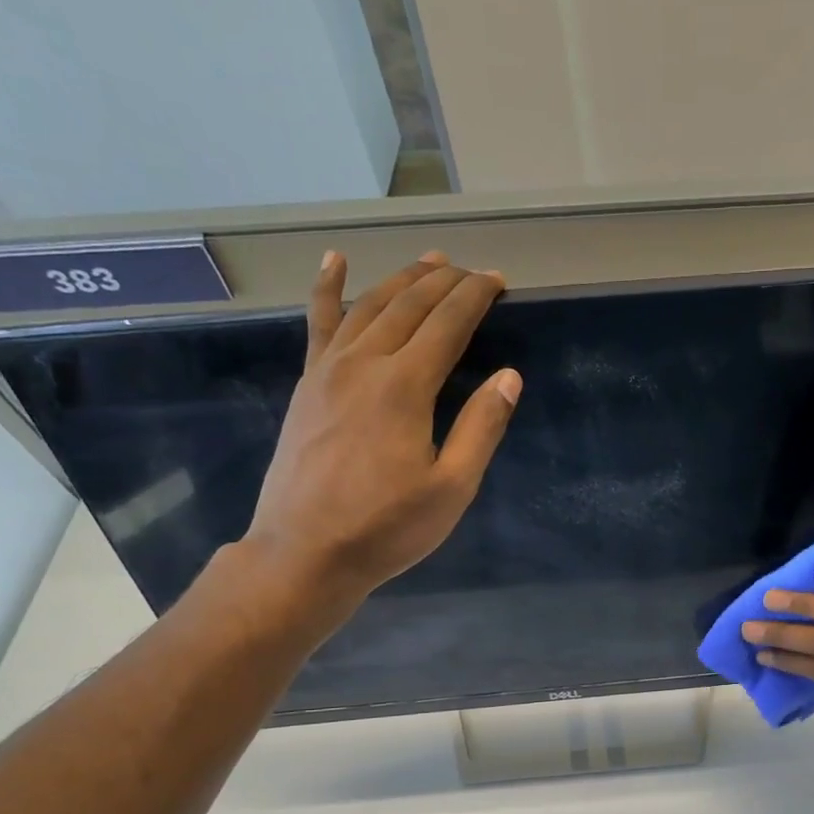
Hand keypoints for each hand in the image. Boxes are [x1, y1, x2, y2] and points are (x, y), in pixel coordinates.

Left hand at [238, 250, 519, 638]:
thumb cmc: (387, 527)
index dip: (476, 297)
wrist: (304, 552)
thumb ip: (481, 428)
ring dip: (402, 279)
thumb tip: (509, 377)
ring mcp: (329, 370)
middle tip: (473, 271)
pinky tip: (335, 263)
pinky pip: (320, 324)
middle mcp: (365, 364)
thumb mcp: (452, 488)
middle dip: (445, 282)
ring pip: (369, 306)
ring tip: (429, 262)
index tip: (499, 280)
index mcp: (405, 387)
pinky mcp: (308, 385)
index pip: (448, 324)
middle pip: (409, 306)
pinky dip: (328, 289)